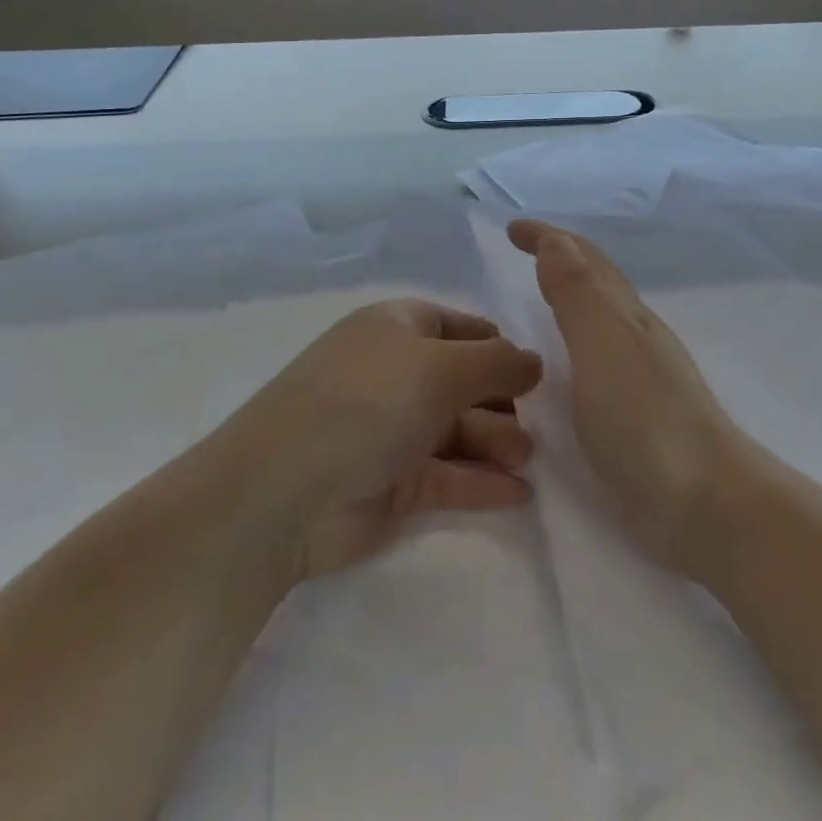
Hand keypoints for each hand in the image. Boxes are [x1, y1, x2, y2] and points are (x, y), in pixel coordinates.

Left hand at [226, 299, 541, 579]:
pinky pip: (449, 475)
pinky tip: (520, 494)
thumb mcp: (440, 368)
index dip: (496, 344)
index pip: (458, 326)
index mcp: (397, 329)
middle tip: (538, 424)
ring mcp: (392, 430)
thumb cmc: (367, 404)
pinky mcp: (393, 483)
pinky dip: (482, 482)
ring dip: (498, 442)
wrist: (283, 494)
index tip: (534, 369)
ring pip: (459, 430)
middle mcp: (395, 374)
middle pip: (463, 380)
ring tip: (527, 459)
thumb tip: (535, 361)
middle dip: (503, 400)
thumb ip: (498, 362)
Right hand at [508, 220, 749, 579]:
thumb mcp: (604, 344)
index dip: (549, 238)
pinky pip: (594, 362)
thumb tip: (557, 240)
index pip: (584, 260)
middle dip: (560, 259)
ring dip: (569, 299)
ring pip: (598, 321)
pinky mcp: (633, 420)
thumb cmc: (647, 419)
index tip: (512, 228)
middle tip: (523, 252)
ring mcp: (638, 379)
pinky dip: (572, 345)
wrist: (705, 504)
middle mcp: (634, 338)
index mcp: (625, 316)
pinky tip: (562, 368)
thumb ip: (578, 293)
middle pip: (597, 283)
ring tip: (536, 300)